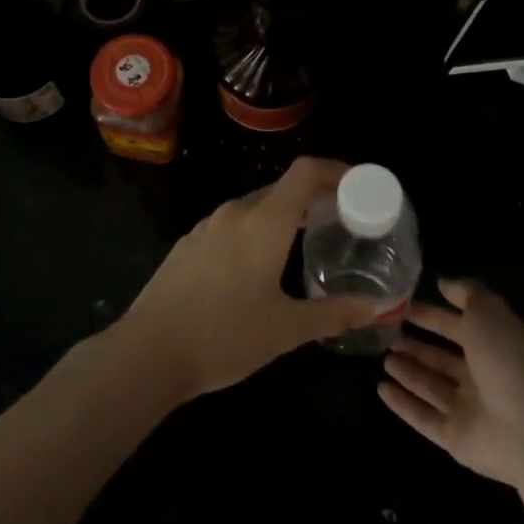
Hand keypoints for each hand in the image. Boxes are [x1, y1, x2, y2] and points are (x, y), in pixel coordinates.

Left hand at [113, 157, 382, 401]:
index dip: (335, 170)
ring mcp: (207, 225)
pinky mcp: (189, 243)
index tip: (358, 186)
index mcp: (264, 221)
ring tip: (306, 240)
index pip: (305, 172)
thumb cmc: (224, 336)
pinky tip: (259, 263)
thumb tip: (375, 307)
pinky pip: (232, 223)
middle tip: (341, 219)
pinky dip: (257, 228)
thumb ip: (333, 314)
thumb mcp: (286, 330)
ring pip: (255, 205)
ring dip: (285, 213)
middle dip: (314, 196)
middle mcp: (235, 212)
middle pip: (282, 187)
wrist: (147, 352)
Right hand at [379, 277, 523, 487]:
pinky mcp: (455, 439)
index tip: (402, 305)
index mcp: (491, 345)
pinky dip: (403, 405)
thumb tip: (443, 282)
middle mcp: (480, 377)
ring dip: (408, 372)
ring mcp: (468, 410)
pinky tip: (381, 389)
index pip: (455, 326)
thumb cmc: (506, 359)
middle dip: (416, 345)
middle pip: (442, 359)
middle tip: (387, 334)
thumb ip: (466, 292)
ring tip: (384, 359)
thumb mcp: (487, 311)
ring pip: (431, 387)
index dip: (431, 315)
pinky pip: (424, 418)